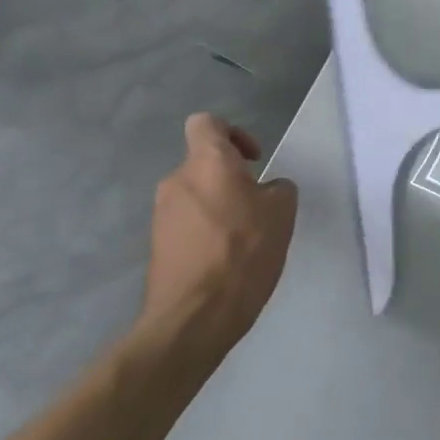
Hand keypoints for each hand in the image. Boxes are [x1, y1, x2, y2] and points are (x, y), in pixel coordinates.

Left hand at [140, 115, 298, 360]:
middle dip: (232, 180)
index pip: (206, 123)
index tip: (254, 159)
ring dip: (219, 208)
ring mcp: (161, 215)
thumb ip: (278, 189)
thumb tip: (268, 189)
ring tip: (245, 240)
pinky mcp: (157, 246)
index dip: (232, 133)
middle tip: (259, 208)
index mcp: (207, 163)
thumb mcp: (282, 213)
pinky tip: (226, 262)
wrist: (194, 317)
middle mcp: (176, 181)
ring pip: (196, 197)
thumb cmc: (243, 252)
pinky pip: (187, 225)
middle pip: (204, 165)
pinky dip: (206, 233)